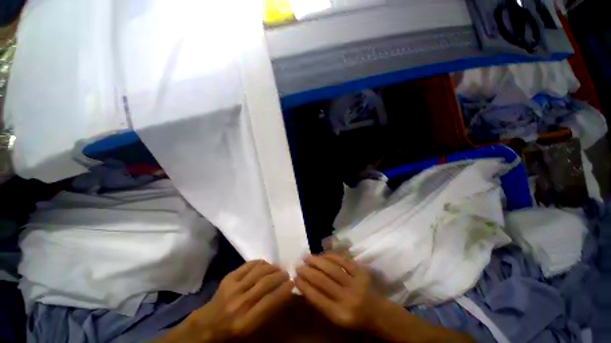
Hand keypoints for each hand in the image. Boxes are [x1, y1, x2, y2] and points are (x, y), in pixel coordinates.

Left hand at [163, 260, 292, 341]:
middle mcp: (240, 303)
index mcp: (246, 322)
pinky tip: (265, 264)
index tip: (292, 283)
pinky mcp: (229, 278)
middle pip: (265, 283)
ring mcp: (233, 288)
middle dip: (280, 276)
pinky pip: (248, 265)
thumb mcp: (251, 330)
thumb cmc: (232, 331)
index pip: (270, 301)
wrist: (207, 325)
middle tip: (286, 274)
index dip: (284, 290)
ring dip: (272, 267)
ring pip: (258, 272)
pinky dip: (260, 262)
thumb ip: (267, 312)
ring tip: (278, 268)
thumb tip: (284, 293)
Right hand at [295, 253, 384, 330]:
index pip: (317, 298)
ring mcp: (355, 282)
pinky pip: (343, 260)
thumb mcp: (335, 318)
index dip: (304, 286)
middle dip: (308, 271)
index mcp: (340, 314)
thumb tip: (304, 285)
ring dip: (317, 260)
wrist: (377, 312)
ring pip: (332, 267)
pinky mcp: (361, 271)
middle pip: (323, 280)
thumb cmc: (353, 317)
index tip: (294, 278)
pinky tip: (322, 254)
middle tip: (298, 265)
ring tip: (307, 257)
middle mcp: (348, 298)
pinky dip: (330, 256)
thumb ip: (320, 303)